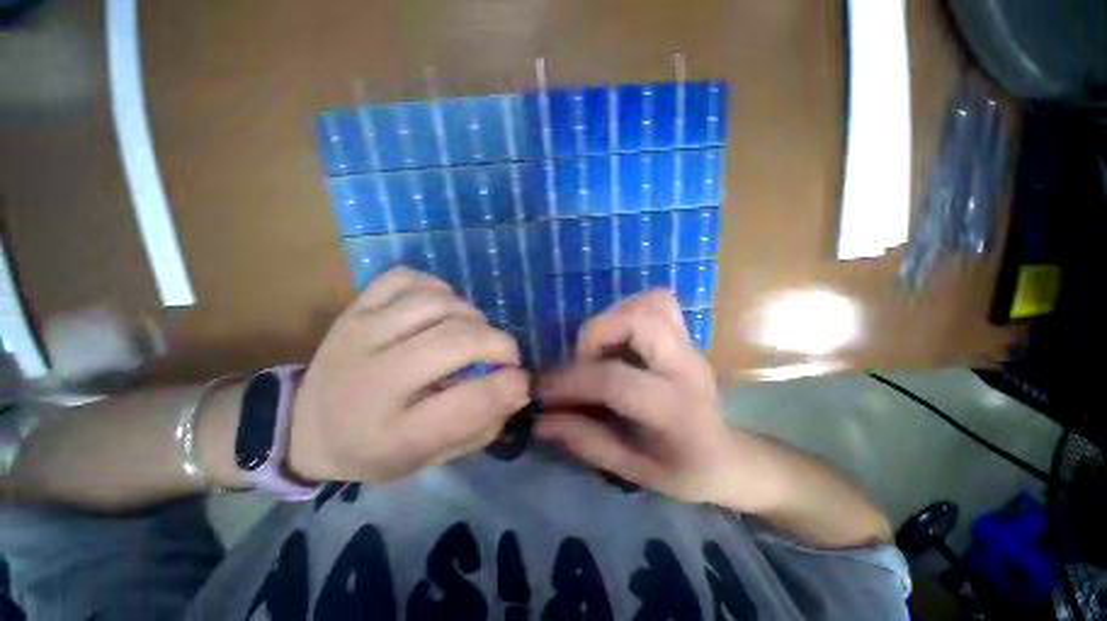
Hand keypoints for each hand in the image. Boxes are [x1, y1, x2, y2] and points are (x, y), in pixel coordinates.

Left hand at [287, 267, 529, 484]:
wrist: (306, 426)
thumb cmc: (375, 448)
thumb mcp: (429, 456)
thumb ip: (480, 423)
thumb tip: (518, 385)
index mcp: (390, 433)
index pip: (467, 402)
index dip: (509, 386)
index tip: (522, 380)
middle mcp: (372, 377)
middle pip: (455, 341)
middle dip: (499, 344)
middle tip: (505, 356)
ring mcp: (360, 332)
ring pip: (438, 303)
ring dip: (472, 316)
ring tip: (472, 333)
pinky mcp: (355, 307)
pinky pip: (408, 278)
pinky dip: (438, 289)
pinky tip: (441, 310)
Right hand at [536, 290, 748, 504]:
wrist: (729, 456)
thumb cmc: (683, 471)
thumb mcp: (633, 470)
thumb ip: (586, 441)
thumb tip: (541, 420)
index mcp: (677, 411)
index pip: (615, 380)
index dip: (571, 381)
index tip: (543, 390)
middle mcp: (687, 367)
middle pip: (640, 320)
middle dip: (596, 334)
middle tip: (581, 361)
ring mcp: (690, 345)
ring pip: (650, 302)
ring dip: (613, 318)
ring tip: (599, 350)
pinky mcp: (687, 335)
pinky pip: (656, 302)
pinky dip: (629, 311)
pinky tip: (618, 339)